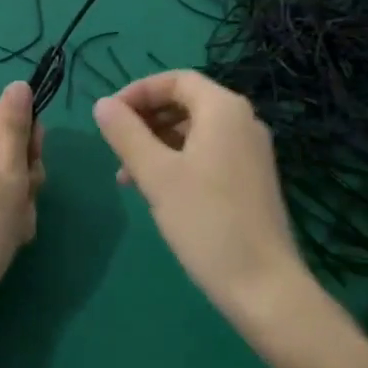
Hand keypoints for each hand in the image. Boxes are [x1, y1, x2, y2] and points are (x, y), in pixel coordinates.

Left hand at [0, 81, 44, 334]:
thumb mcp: (10, 174)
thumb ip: (16, 126)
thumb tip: (19, 83)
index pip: (9, 112)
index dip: (28, 139)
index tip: (30, 169)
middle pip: (5, 143)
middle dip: (24, 172)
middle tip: (23, 200)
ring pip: (0, 173)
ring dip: (16, 197)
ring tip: (14, 226)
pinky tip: (3, 237)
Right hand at [92, 71, 308, 330]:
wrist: (265, 287)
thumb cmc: (207, 221)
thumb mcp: (156, 175)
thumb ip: (126, 134)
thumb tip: (102, 104)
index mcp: (223, 109)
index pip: (176, 79)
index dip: (138, 92)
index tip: (108, 117)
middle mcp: (242, 121)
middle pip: (185, 103)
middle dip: (145, 120)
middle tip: (115, 148)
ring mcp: (250, 152)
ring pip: (194, 131)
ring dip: (157, 144)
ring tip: (127, 177)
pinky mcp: (251, 179)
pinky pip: (207, 153)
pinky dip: (177, 161)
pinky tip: (157, 192)